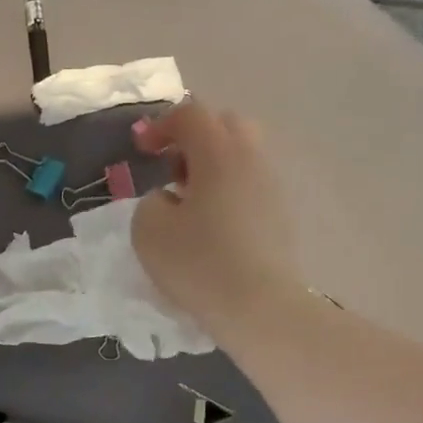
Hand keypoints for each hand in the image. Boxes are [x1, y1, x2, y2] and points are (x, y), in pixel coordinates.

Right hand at [132, 102, 305, 338]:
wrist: (259, 307)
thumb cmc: (199, 262)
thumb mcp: (148, 229)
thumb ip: (150, 201)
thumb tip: (169, 199)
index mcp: (218, 153)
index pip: (190, 114)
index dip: (161, 125)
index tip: (142, 151)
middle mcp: (251, 159)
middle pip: (225, 125)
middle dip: (194, 138)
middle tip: (171, 169)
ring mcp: (271, 187)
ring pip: (241, 155)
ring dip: (212, 166)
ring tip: (189, 201)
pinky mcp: (280, 215)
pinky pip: (250, 184)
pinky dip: (228, 190)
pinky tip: (212, 224)